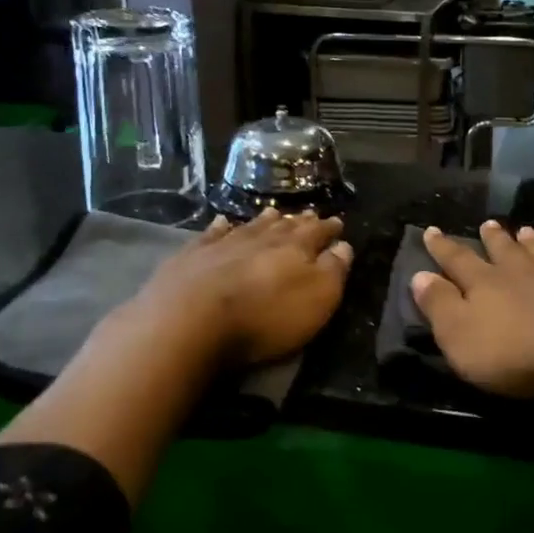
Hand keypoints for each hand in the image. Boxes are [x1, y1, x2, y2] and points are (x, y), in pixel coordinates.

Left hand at [136, 208, 353, 366]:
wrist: (189, 320)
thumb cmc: (264, 316)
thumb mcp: (316, 299)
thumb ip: (333, 270)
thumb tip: (343, 245)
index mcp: (295, 248)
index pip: (318, 233)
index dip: (329, 228)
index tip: (338, 223)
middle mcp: (261, 238)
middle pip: (285, 226)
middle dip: (299, 221)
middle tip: (309, 213)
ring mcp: (224, 244)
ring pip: (251, 226)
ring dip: (265, 220)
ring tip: (274, 211)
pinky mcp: (191, 256)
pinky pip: (211, 234)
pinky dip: (220, 228)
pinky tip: (223, 222)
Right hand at [409, 220, 533, 398]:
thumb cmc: (514, 352)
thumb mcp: (459, 336)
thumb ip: (439, 305)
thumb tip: (419, 275)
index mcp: (485, 284)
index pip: (457, 261)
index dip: (442, 248)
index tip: (431, 230)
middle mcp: (522, 274)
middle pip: (504, 252)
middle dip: (492, 239)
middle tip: (488, 223)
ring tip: (527, 229)